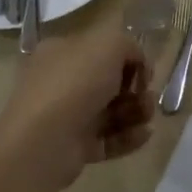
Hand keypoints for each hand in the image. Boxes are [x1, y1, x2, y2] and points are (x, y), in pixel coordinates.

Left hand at [0, 8, 153, 190]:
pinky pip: (108, 139)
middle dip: (135, 89)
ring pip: (111, 111)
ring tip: (147, 116)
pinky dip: (128, 137)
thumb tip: (136, 63)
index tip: (144, 71)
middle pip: (109, 83)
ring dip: (136, 112)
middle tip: (146, 96)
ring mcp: (66, 116)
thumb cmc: (75, 83)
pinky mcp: (74, 147)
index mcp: (62, 52)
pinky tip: (145, 134)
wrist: (44, 140)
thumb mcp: (109, 45)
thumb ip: (128, 46)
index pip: (101, 50)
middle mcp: (61, 81)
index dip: (128, 59)